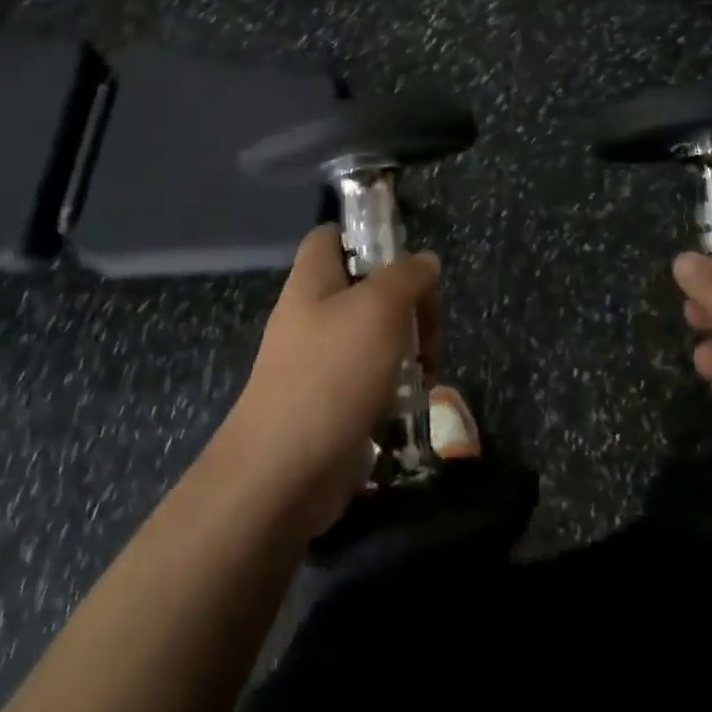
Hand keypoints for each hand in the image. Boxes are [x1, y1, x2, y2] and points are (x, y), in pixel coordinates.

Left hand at [220, 226, 440, 536]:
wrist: (283, 475)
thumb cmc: (332, 374)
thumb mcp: (380, 308)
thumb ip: (407, 276)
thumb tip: (425, 262)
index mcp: (313, 280)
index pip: (332, 236)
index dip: (366, 237)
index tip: (405, 261)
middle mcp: (311, 315)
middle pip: (365, 288)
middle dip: (406, 305)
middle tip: (427, 330)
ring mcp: (318, 362)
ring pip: (372, 336)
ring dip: (406, 349)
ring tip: (425, 371)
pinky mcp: (329, 404)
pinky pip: (368, 380)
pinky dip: (392, 388)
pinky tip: (408, 403)